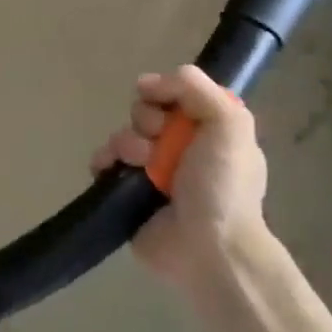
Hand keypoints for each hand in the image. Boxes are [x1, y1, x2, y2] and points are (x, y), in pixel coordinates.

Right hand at [92, 65, 274, 288]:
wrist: (208, 248)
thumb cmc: (223, 185)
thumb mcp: (229, 122)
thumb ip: (194, 87)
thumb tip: (145, 83)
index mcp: (208, 130)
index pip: (175, 94)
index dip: (165, 93)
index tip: (164, 105)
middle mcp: (180, 147)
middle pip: (145, 112)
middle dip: (146, 121)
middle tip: (160, 143)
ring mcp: (151, 171)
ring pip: (123, 135)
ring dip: (126, 143)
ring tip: (140, 164)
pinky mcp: (127, 192)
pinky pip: (104, 162)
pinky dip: (103, 160)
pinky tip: (109, 168)